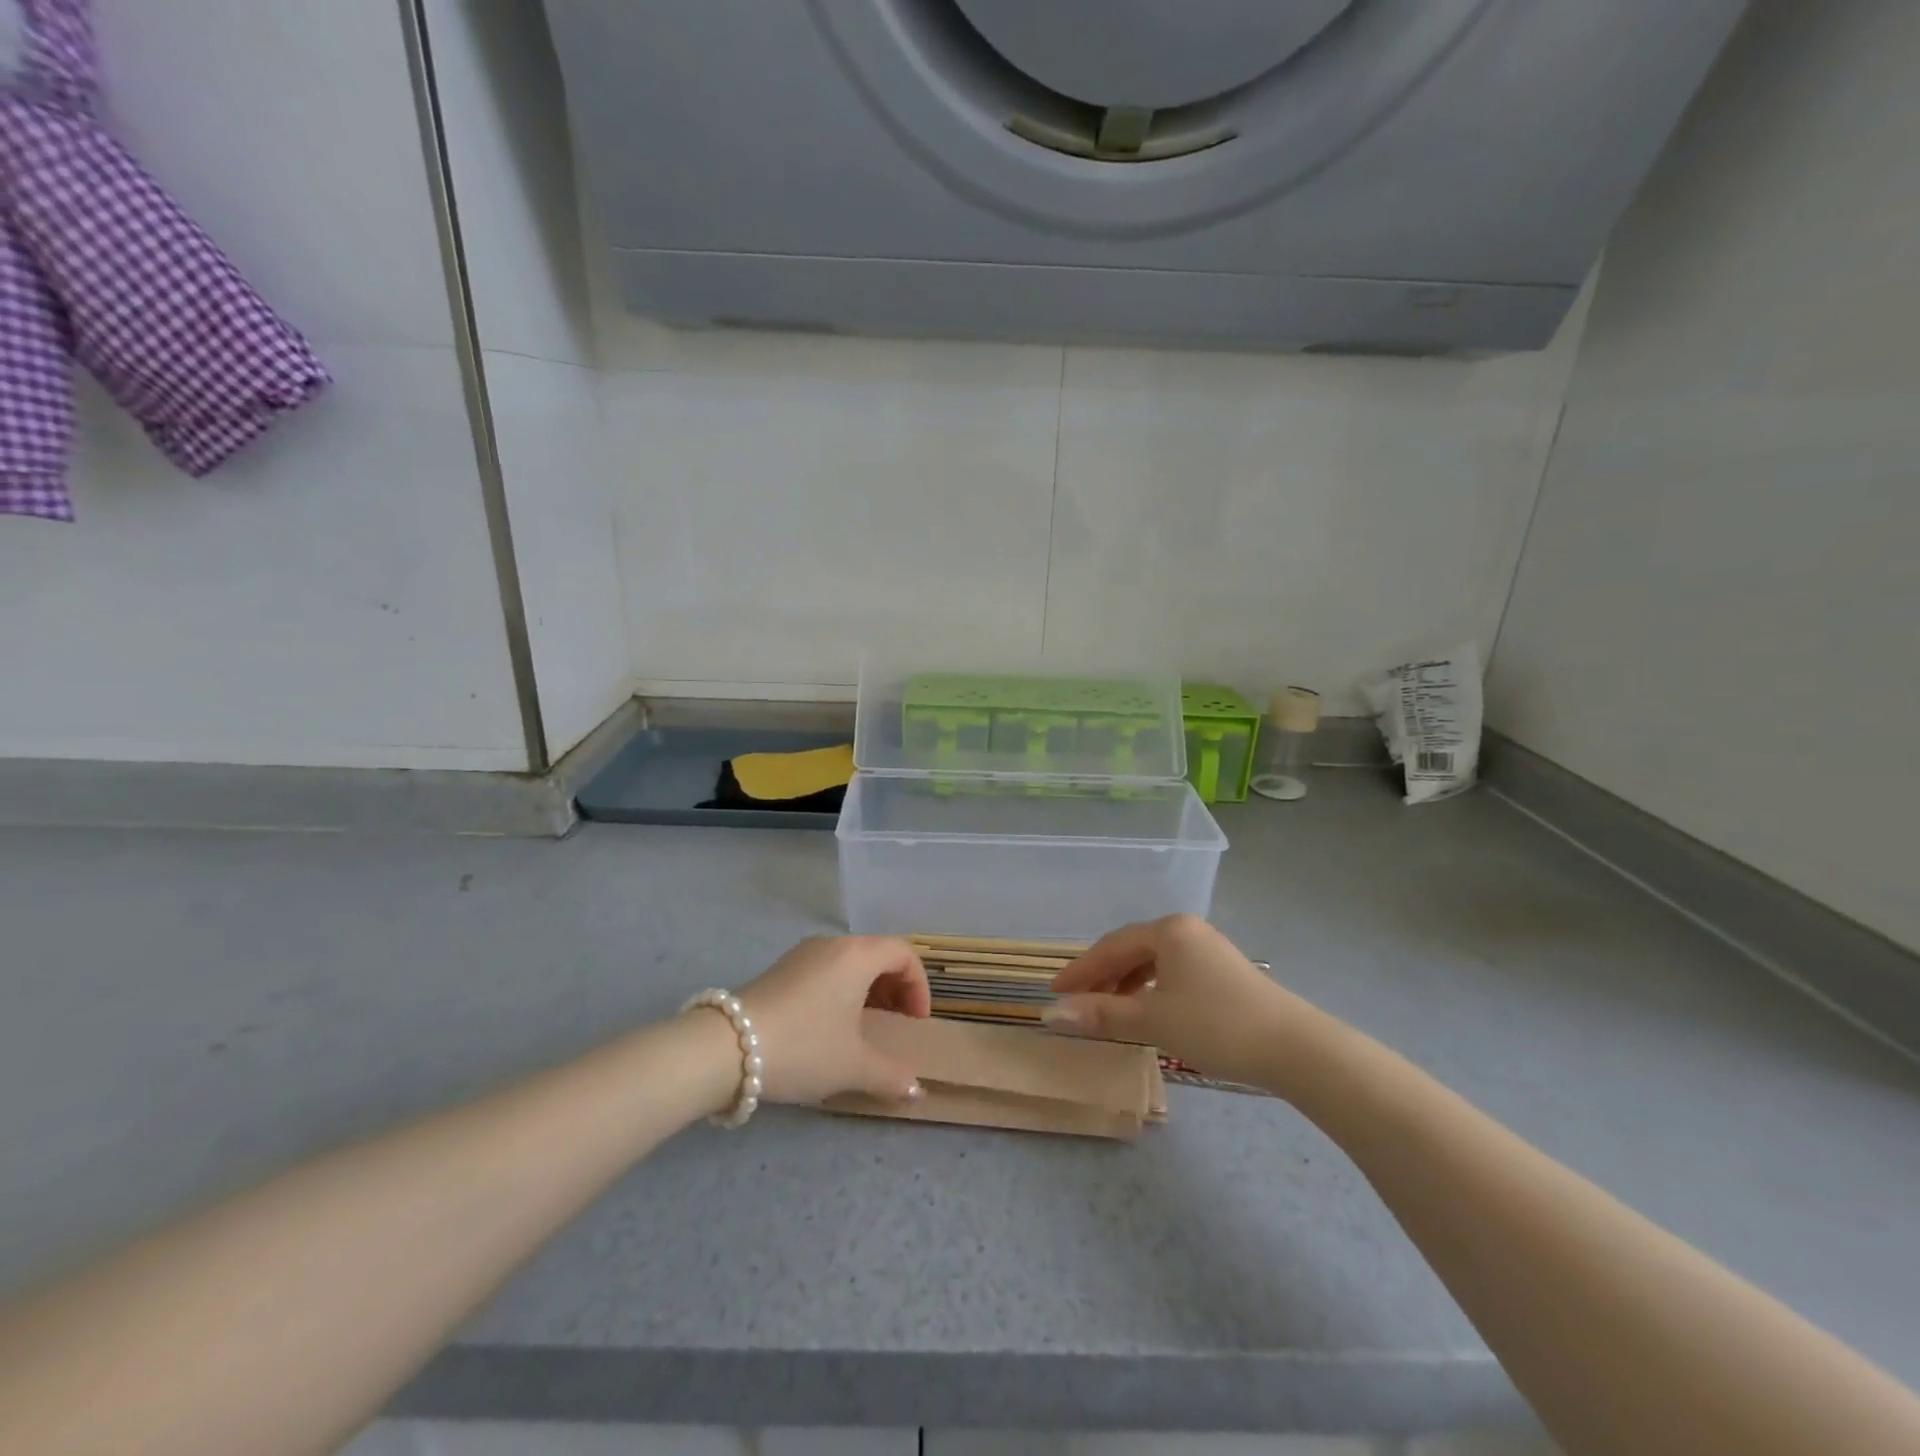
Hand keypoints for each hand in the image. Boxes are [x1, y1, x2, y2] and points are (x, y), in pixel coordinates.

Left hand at [732, 936, 930, 1104]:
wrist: (726, 1048)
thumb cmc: (803, 1047)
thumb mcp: (853, 1066)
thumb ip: (891, 1076)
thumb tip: (915, 1090)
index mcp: (857, 955)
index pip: (903, 954)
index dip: (919, 987)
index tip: (915, 1023)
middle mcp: (832, 944)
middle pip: (877, 954)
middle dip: (895, 988)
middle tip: (896, 1024)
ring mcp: (802, 954)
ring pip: (849, 962)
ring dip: (867, 991)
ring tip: (864, 1029)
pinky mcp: (780, 970)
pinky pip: (825, 970)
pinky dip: (841, 991)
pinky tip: (829, 1028)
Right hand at [1046, 915, 1311, 1089]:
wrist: (1295, 1048)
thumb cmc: (1216, 1025)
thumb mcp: (1152, 1020)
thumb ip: (1101, 1013)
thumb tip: (1052, 1013)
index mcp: (1168, 930)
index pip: (1110, 946)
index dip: (1079, 971)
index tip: (1053, 992)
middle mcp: (1187, 930)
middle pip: (1131, 950)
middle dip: (1102, 977)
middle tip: (1077, 1003)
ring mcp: (1209, 949)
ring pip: (1153, 963)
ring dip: (1126, 985)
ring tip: (1108, 1010)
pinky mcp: (1225, 972)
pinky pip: (1173, 973)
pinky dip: (1151, 990)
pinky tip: (1148, 1011)